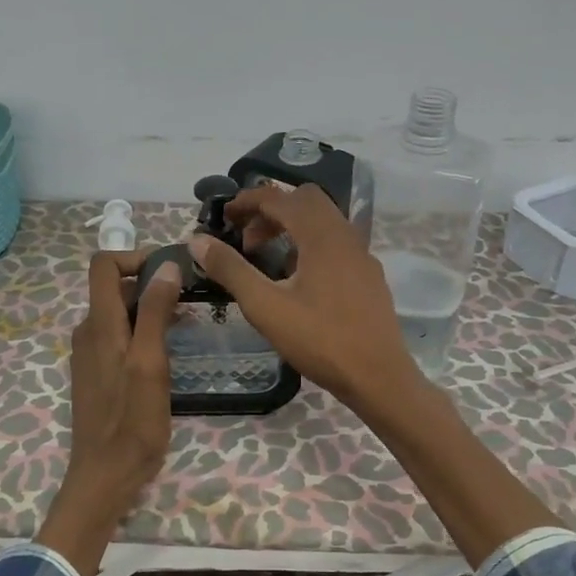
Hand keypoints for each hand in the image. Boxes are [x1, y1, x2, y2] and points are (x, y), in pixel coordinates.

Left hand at [35, 252, 183, 575]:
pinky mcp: (98, 374)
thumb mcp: (150, 364)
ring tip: (187, 327)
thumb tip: (166, 266)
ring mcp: (91, 355)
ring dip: (151, 311)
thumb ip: (154, 312)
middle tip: (192, 301)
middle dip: (152, 285)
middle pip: (115, 288)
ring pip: (120, 315)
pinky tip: (168, 355)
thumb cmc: (132, 422)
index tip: (173, 269)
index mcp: (98, 324)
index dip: (136, 256)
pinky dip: (143, 334)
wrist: (105, 475)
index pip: (103, 264)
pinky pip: (120, 338)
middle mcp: (88, 332)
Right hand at [186, 184, 417, 411]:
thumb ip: (231, 270)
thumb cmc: (320, 340)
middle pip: (305, 202)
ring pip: (324, 222)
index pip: (279, 198)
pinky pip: (337, 244)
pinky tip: (299, 282)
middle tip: (247, 241)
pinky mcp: (369, 277)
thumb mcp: (265, 307)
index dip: (246, 202)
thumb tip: (198, 241)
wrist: (378, 377)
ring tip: (268, 261)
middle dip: (271, 211)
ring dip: (292, 228)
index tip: (223, 217)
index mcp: (321, 235)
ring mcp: (362, 256)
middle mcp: (346, 235)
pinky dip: (311, 246)